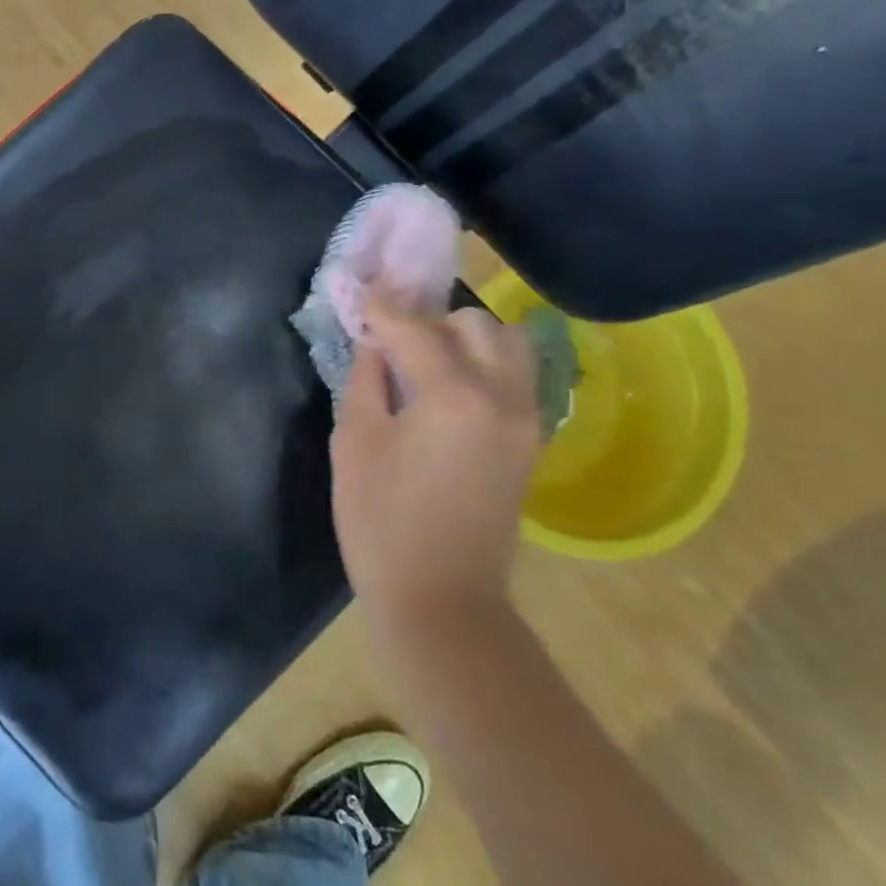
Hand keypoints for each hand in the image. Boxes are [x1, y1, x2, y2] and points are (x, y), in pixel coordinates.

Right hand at [330, 293, 541, 623]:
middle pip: (472, 323)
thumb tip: (374, 340)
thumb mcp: (355, 442)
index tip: (361, 287)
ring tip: (425, 361)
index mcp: (453, 395)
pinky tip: (446, 388)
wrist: (441, 597)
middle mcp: (502, 396)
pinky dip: (484, 364)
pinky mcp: (531, 439)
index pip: (414, 326)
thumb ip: (366, 378)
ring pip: (507, 343)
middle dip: (427, 320)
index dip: (382, 303)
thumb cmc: (381, 521)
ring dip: (464, 338)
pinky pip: (515, 376)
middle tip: (390, 340)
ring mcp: (526, 418)